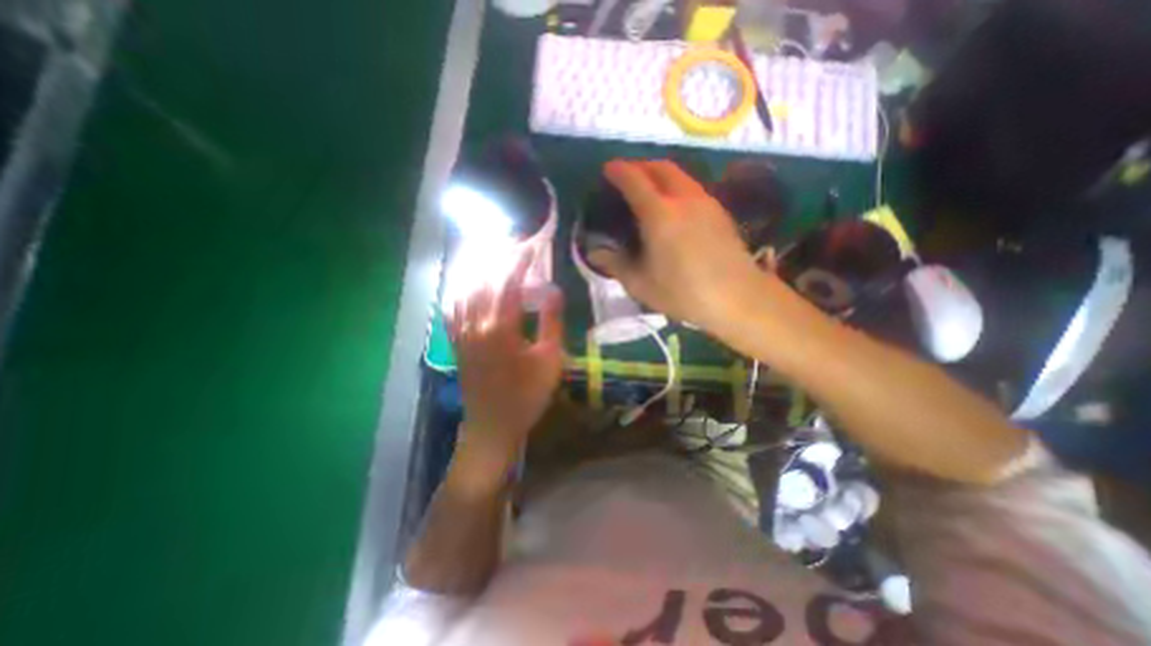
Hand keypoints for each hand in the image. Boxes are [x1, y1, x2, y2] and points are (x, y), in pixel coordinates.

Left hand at [446, 254, 565, 483]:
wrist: (493, 425)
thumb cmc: (527, 395)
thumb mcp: (549, 360)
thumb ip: (551, 322)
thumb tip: (554, 290)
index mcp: (502, 328)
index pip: (508, 283)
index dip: (518, 262)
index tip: (530, 247)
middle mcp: (476, 325)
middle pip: (483, 281)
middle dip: (497, 258)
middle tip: (511, 245)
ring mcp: (462, 333)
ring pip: (464, 291)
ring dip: (476, 269)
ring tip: (489, 255)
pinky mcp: (456, 343)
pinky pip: (452, 309)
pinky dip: (459, 291)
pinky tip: (464, 283)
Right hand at [589, 160, 766, 333]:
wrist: (738, 298)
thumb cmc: (683, 292)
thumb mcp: (640, 284)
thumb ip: (616, 264)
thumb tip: (594, 253)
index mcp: (660, 214)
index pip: (635, 180)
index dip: (619, 171)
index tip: (608, 169)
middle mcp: (684, 199)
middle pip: (661, 168)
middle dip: (642, 165)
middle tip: (628, 176)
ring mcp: (706, 203)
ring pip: (681, 176)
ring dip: (661, 175)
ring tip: (649, 190)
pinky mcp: (720, 213)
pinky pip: (693, 189)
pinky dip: (677, 188)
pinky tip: (675, 208)